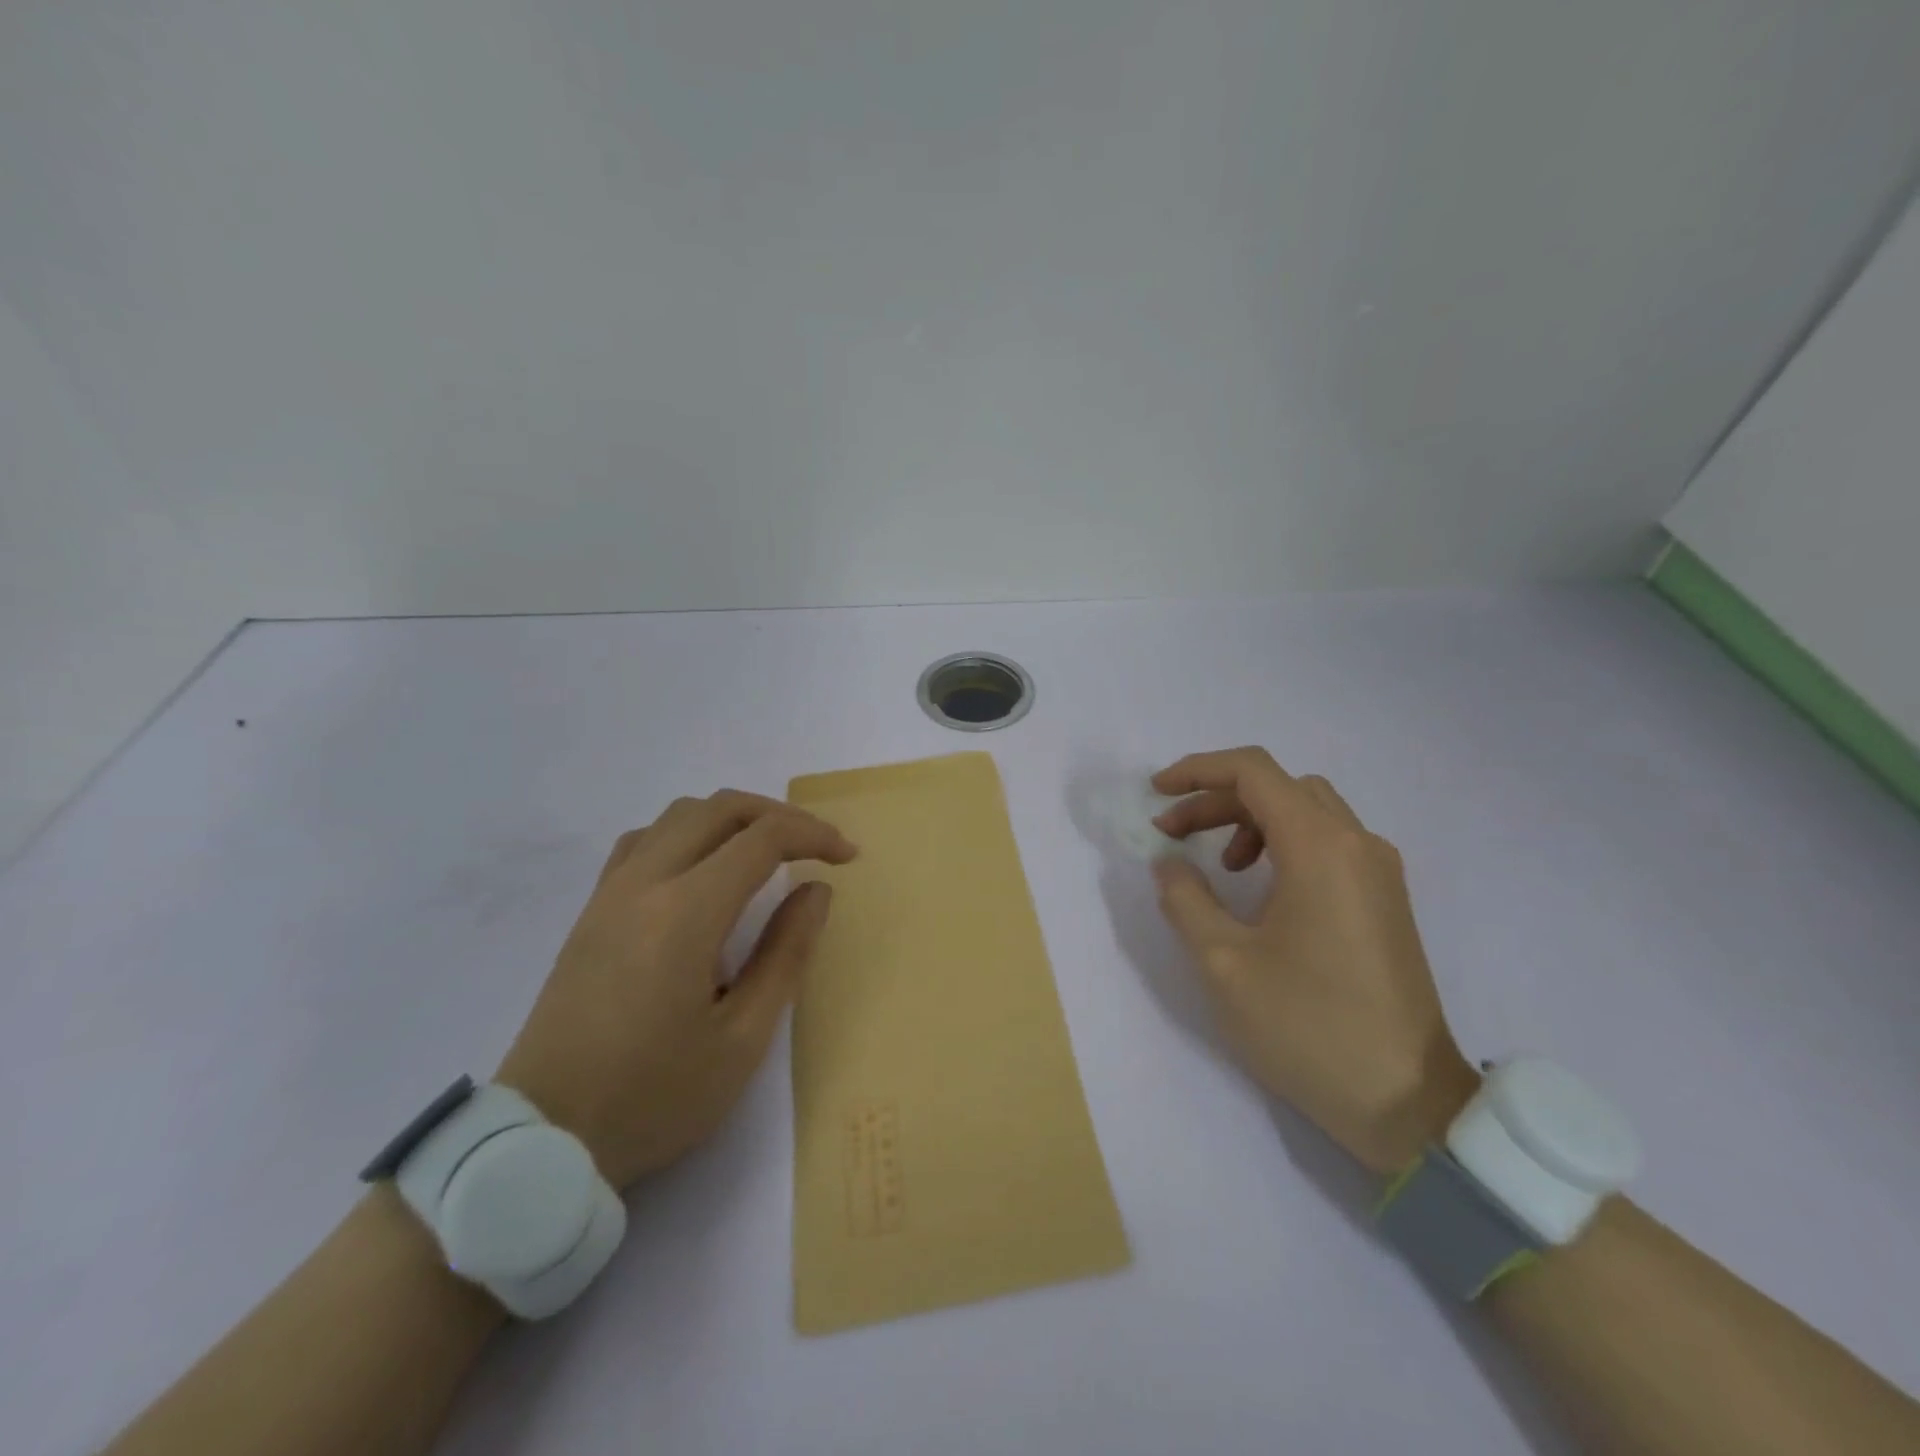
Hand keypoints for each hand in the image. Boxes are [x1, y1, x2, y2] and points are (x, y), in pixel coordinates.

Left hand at [496, 791, 856, 1187]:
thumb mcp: (742, 1039)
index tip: (847, 857)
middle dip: (778, 814)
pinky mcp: (591, 911)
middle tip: (815, 846)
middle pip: (719, 808)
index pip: (761, 838)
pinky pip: (645, 840)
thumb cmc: (653, 1097)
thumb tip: (815, 890)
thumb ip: (786, 954)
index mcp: (685, 913)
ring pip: (679, 815)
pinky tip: (703, 869)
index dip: (813, 835)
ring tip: (766, 852)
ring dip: (732, 818)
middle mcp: (644, 884)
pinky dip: (688, 833)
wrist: (542, 1141)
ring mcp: (610, 893)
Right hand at [1149, 747, 1477, 1174]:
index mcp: (1320, 848)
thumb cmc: (1308, 1027)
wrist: (1408, 1103)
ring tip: (1219, 865)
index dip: (1197, 770)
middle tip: (1172, 833)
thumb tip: (1170, 863)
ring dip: (1250, 819)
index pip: (1253, 772)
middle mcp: (1356, 843)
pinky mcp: (1385, 899)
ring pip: (1306, 810)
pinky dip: (1283, 842)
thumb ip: (1186, 899)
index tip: (1155, 793)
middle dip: (1216, 798)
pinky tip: (1260, 889)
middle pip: (1278, 787)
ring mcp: (1378, 871)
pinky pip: (1328, 841)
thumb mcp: (1224, 963)